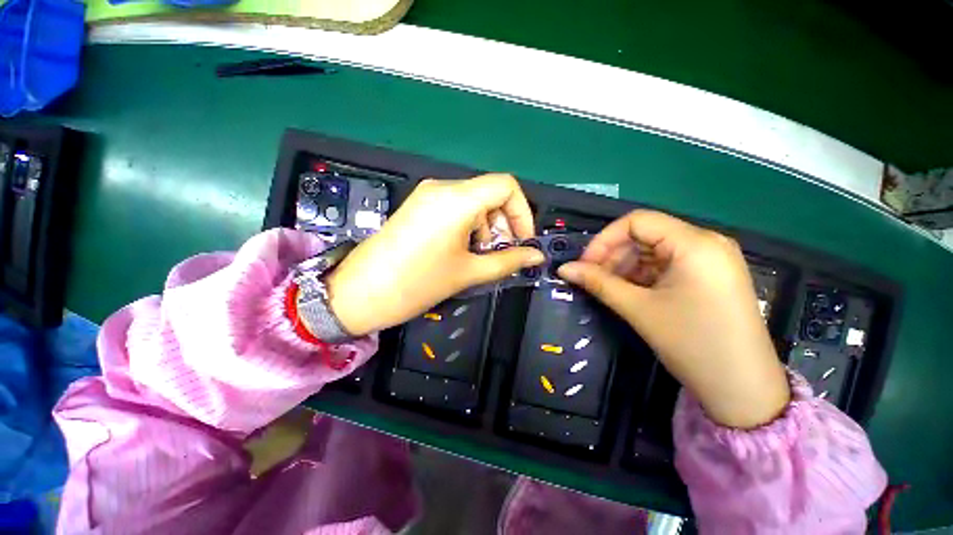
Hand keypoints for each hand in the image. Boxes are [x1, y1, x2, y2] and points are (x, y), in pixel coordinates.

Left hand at [325, 174, 543, 336]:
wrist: (359, 293)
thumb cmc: (417, 283)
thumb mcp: (468, 272)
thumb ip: (507, 261)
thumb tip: (536, 256)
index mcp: (456, 199)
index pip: (506, 186)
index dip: (522, 212)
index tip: (522, 241)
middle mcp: (442, 188)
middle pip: (489, 194)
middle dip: (504, 224)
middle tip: (501, 254)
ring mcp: (427, 195)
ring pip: (473, 202)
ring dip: (486, 227)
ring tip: (479, 257)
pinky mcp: (419, 205)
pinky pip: (455, 207)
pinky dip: (469, 225)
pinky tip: (462, 250)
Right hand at [557, 210, 788, 428]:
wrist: (743, 390)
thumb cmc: (693, 344)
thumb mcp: (639, 309)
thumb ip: (598, 283)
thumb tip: (564, 268)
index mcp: (695, 243)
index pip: (637, 221)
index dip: (604, 240)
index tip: (585, 265)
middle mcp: (706, 242)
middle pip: (645, 235)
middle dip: (613, 255)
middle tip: (592, 279)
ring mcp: (710, 259)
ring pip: (653, 250)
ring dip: (625, 266)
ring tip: (608, 288)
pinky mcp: (709, 275)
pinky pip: (666, 264)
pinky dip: (642, 275)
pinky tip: (629, 292)